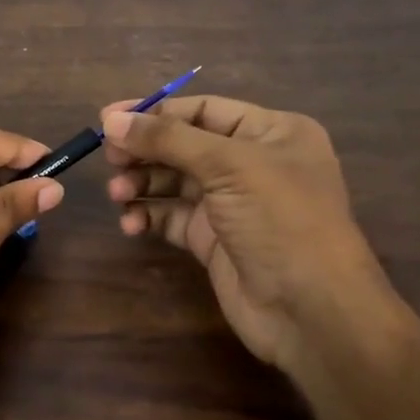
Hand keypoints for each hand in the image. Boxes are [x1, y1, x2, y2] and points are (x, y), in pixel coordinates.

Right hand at [101, 96, 404, 376]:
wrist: (310, 310)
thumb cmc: (280, 220)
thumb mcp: (229, 166)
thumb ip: (168, 139)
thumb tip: (111, 119)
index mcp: (271, 132)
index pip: (204, 110)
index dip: (156, 113)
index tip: (108, 119)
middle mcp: (252, 163)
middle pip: (185, 145)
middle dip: (145, 150)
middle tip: (108, 158)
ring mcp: (232, 205)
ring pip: (175, 182)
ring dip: (143, 183)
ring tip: (117, 194)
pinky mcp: (214, 241)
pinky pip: (173, 218)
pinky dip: (150, 216)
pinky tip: (131, 224)